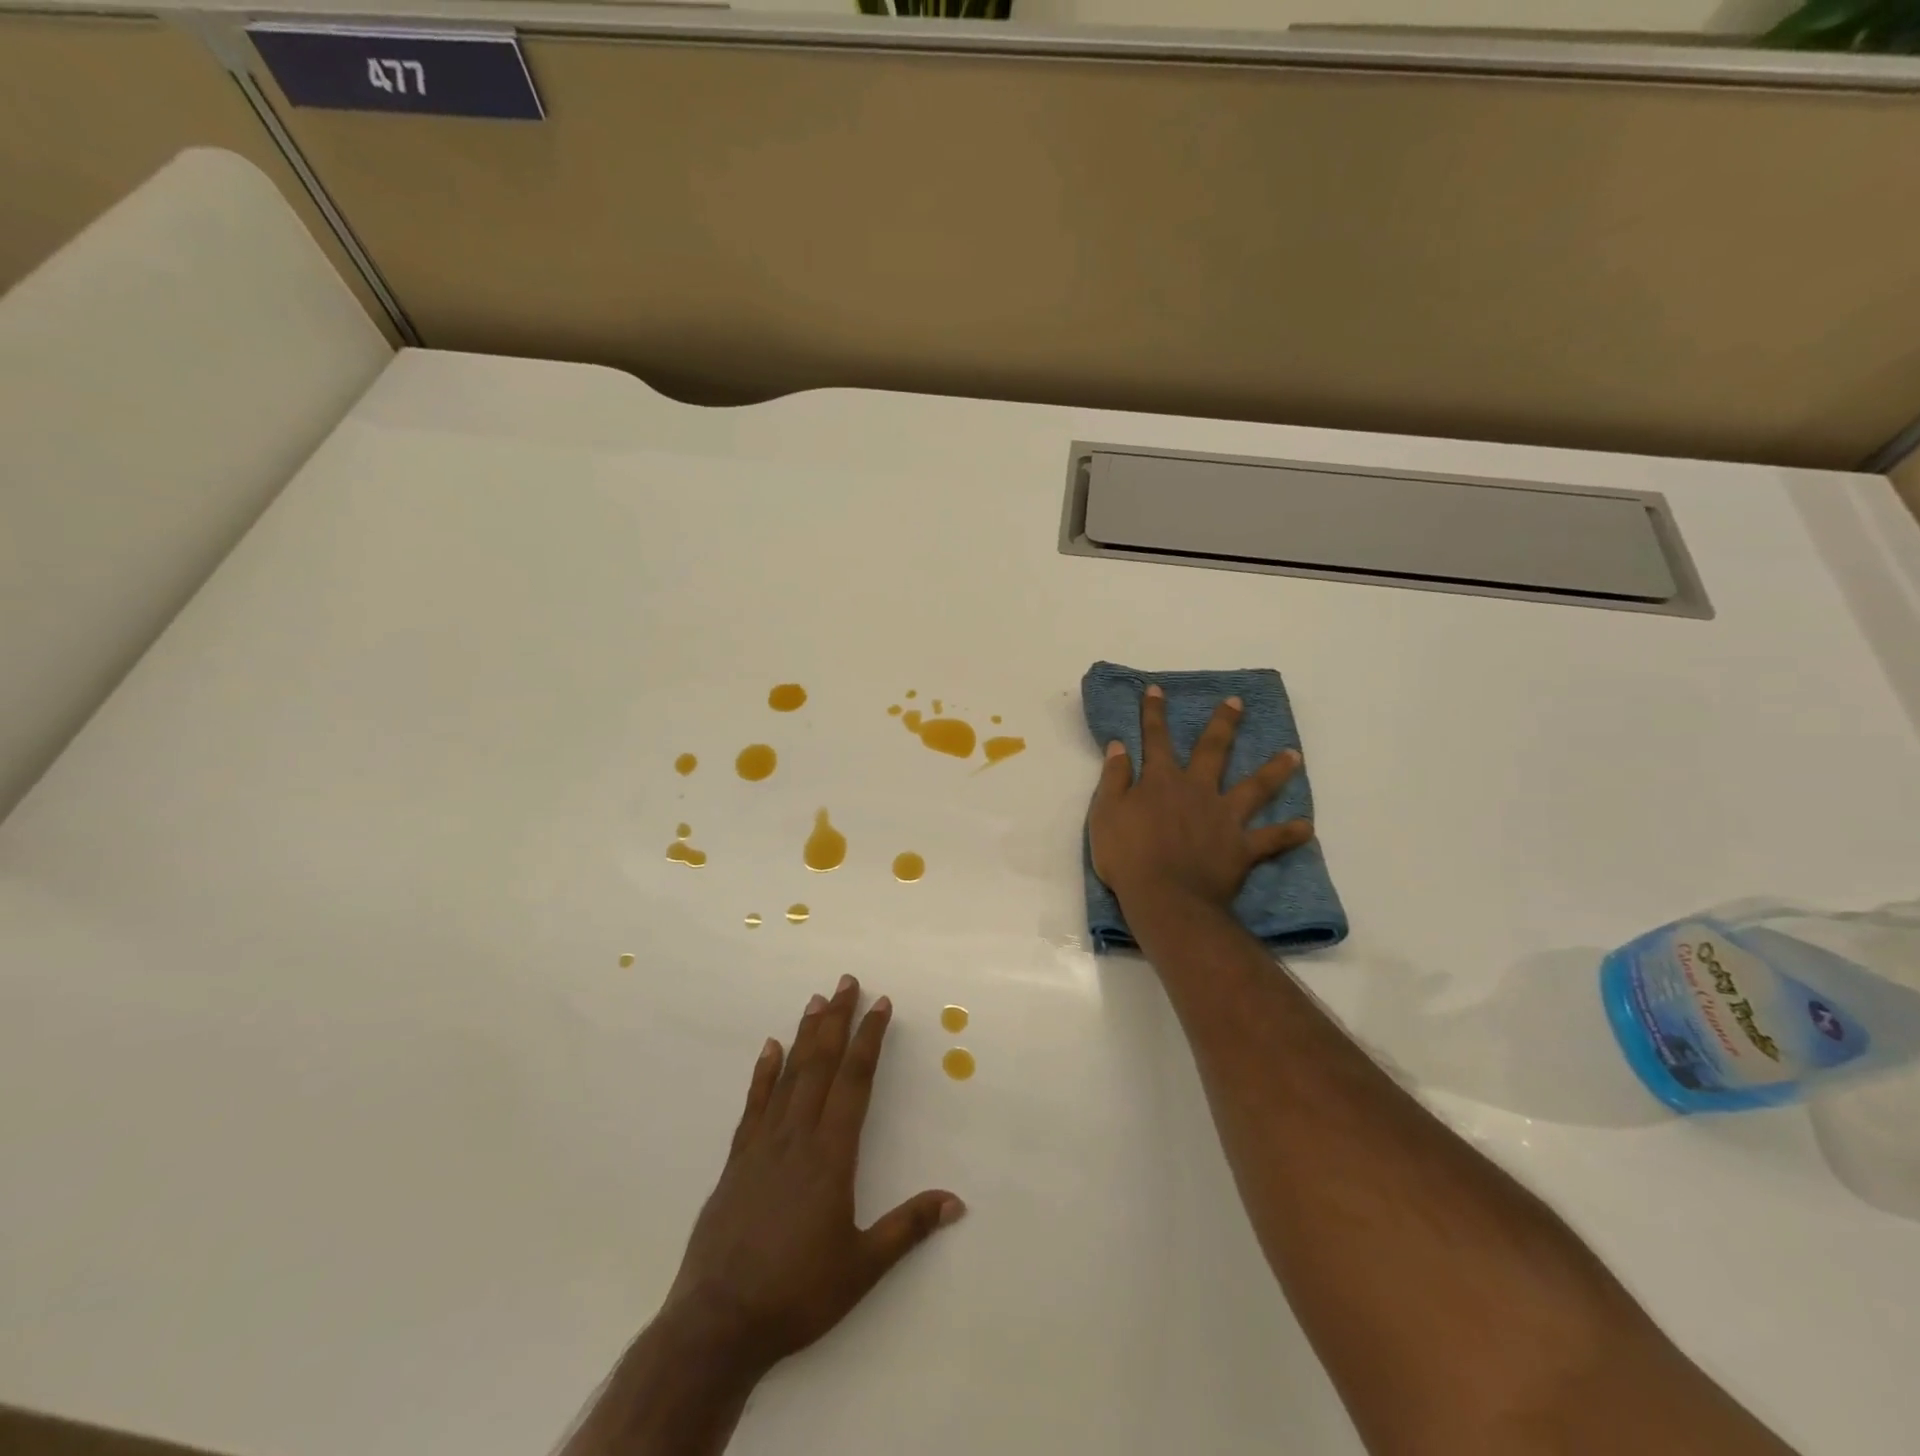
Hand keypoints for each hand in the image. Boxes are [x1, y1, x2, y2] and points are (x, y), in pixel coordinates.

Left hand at [660, 976, 965, 1376]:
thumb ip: (908, 1228)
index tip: (880, 1004)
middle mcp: (797, 1136)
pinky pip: (754, 1104)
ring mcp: (762, 1145)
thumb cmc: (796, 1294)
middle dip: (837, 1019)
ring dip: (805, 1035)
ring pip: (789, 1075)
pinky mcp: (737, 1161)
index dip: (869, 1038)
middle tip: (847, 981)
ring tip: (816, 1000)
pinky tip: (769, 1048)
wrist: (717, 1324)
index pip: (855, 1080)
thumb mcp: (861, 1267)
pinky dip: (763, 1072)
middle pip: (821, 1064)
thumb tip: (957, 1201)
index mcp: (831, 1155)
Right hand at [1089, 685, 1312, 917]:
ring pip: (1254, 787)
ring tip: (1293, 754)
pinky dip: (1289, 833)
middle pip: (1212, 750)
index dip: (1154, 714)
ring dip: (1274, 770)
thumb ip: (1114, 777)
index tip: (1157, 690)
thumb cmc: (1127, 856)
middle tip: (1237, 703)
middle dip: (1223, 724)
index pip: (1155, 739)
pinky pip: (1271, 839)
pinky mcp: (1242, 847)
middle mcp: (1197, 790)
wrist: (1165, 898)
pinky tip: (1307, 827)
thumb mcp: (1105, 813)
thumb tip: (1119, 745)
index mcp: (1161, 781)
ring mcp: (1224, 817)